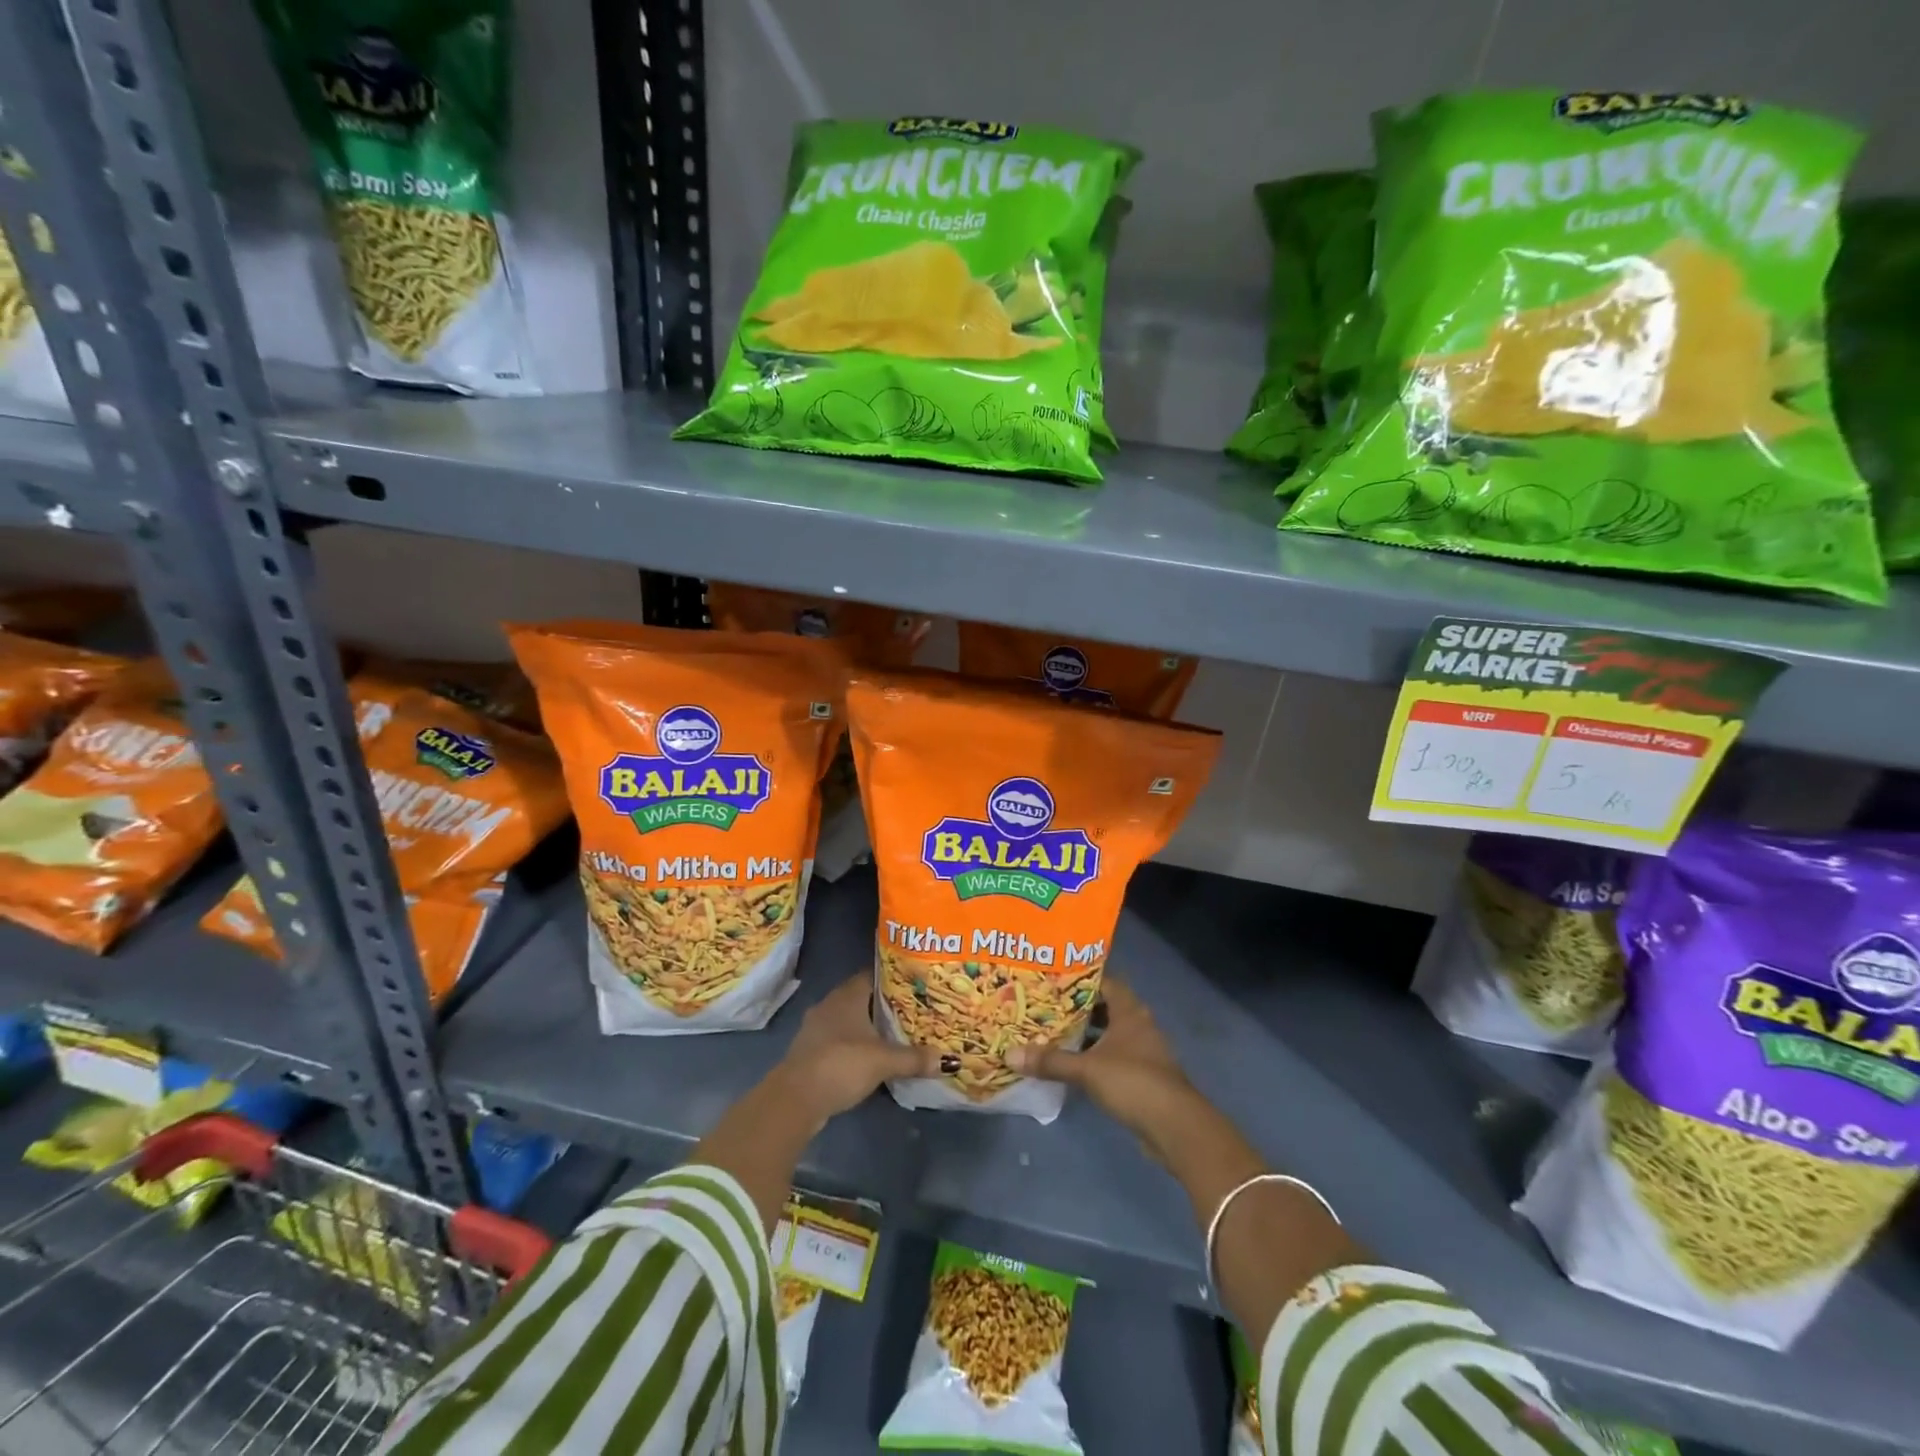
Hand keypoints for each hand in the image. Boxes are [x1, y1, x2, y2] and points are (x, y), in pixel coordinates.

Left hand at [774, 972, 944, 1125]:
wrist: (795, 1098)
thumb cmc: (842, 1064)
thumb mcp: (884, 1061)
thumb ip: (915, 1058)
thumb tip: (949, 1060)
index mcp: (847, 995)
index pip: (873, 974)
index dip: (894, 977)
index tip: (915, 983)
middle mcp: (830, 1004)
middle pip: (862, 996)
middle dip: (884, 1003)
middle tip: (912, 1009)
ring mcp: (817, 1027)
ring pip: (849, 1019)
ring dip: (867, 1026)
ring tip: (895, 1033)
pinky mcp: (811, 1050)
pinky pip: (839, 1039)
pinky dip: (854, 1044)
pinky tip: (870, 1056)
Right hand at [1004, 981, 1197, 1158]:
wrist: (1175, 1126)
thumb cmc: (1133, 1082)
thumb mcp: (1087, 1069)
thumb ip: (1051, 1061)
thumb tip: (1010, 1054)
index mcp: (1129, 1011)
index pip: (1104, 981)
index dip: (1080, 977)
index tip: (1053, 977)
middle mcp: (1138, 1024)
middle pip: (1105, 1006)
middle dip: (1077, 1006)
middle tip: (1045, 1004)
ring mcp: (1143, 1051)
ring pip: (1109, 1033)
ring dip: (1086, 1033)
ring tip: (1052, 1031)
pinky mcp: (1142, 1075)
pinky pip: (1113, 1056)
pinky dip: (1094, 1055)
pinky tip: (1072, 1063)